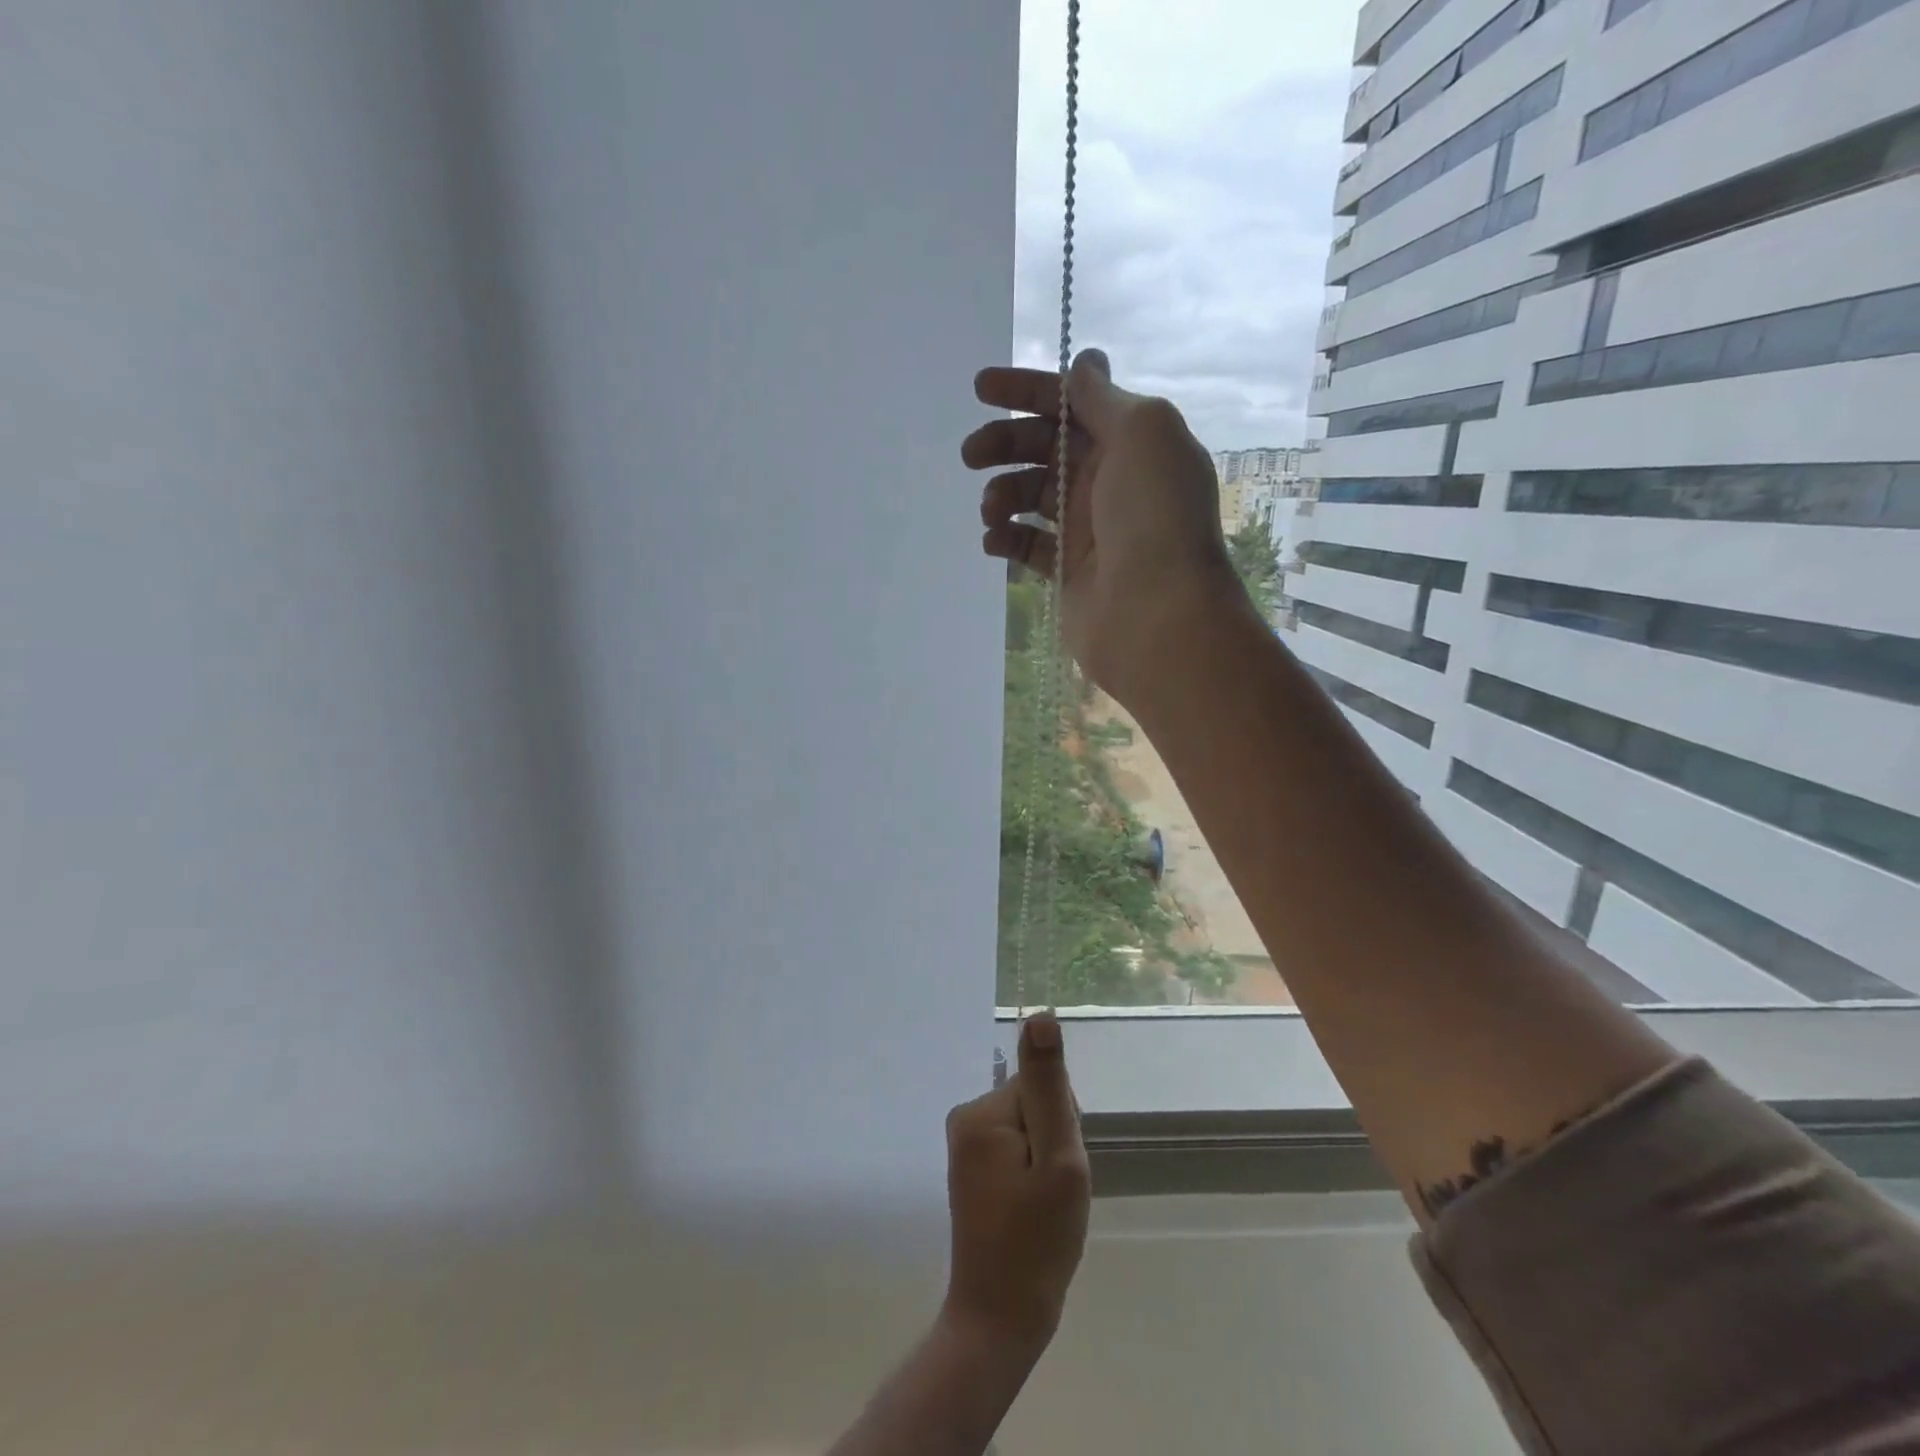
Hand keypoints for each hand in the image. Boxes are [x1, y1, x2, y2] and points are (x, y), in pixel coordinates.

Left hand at [940, 1013, 1091, 1355]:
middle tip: (1053, 1193)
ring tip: (1043, 1206)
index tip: (1060, 1169)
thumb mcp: (1058, 1160)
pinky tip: (1032, 1210)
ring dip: (1047, 1162)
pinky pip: (1017, 1150)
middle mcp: (966, 1118)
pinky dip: (1034, 1175)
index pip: (1044, 1088)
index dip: (1065, 1127)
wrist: (999, 1320)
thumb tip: (1040, 1016)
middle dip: (1055, 1143)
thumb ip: (1050, 1086)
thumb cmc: (1036, 1243)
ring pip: (1031, 1128)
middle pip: (1035, 1104)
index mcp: (981, 1112)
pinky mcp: (972, 1168)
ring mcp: (966, 1145)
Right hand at [962, 350, 1253, 708]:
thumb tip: (1085, 363)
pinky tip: (995, 541)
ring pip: (1031, 495)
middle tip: (972, 455)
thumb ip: (1104, 398)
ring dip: (1003, 493)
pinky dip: (1005, 538)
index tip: (981, 388)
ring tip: (992, 511)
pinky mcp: (1068, 571)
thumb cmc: (1153, 517)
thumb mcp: (1143, 433)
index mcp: (1131, 442)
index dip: (1027, 390)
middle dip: (1004, 442)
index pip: (1071, 402)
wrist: (1158, 616)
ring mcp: (1088, 528)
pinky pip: (1027, 544)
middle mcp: (1109, 480)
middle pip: (1044, 447)